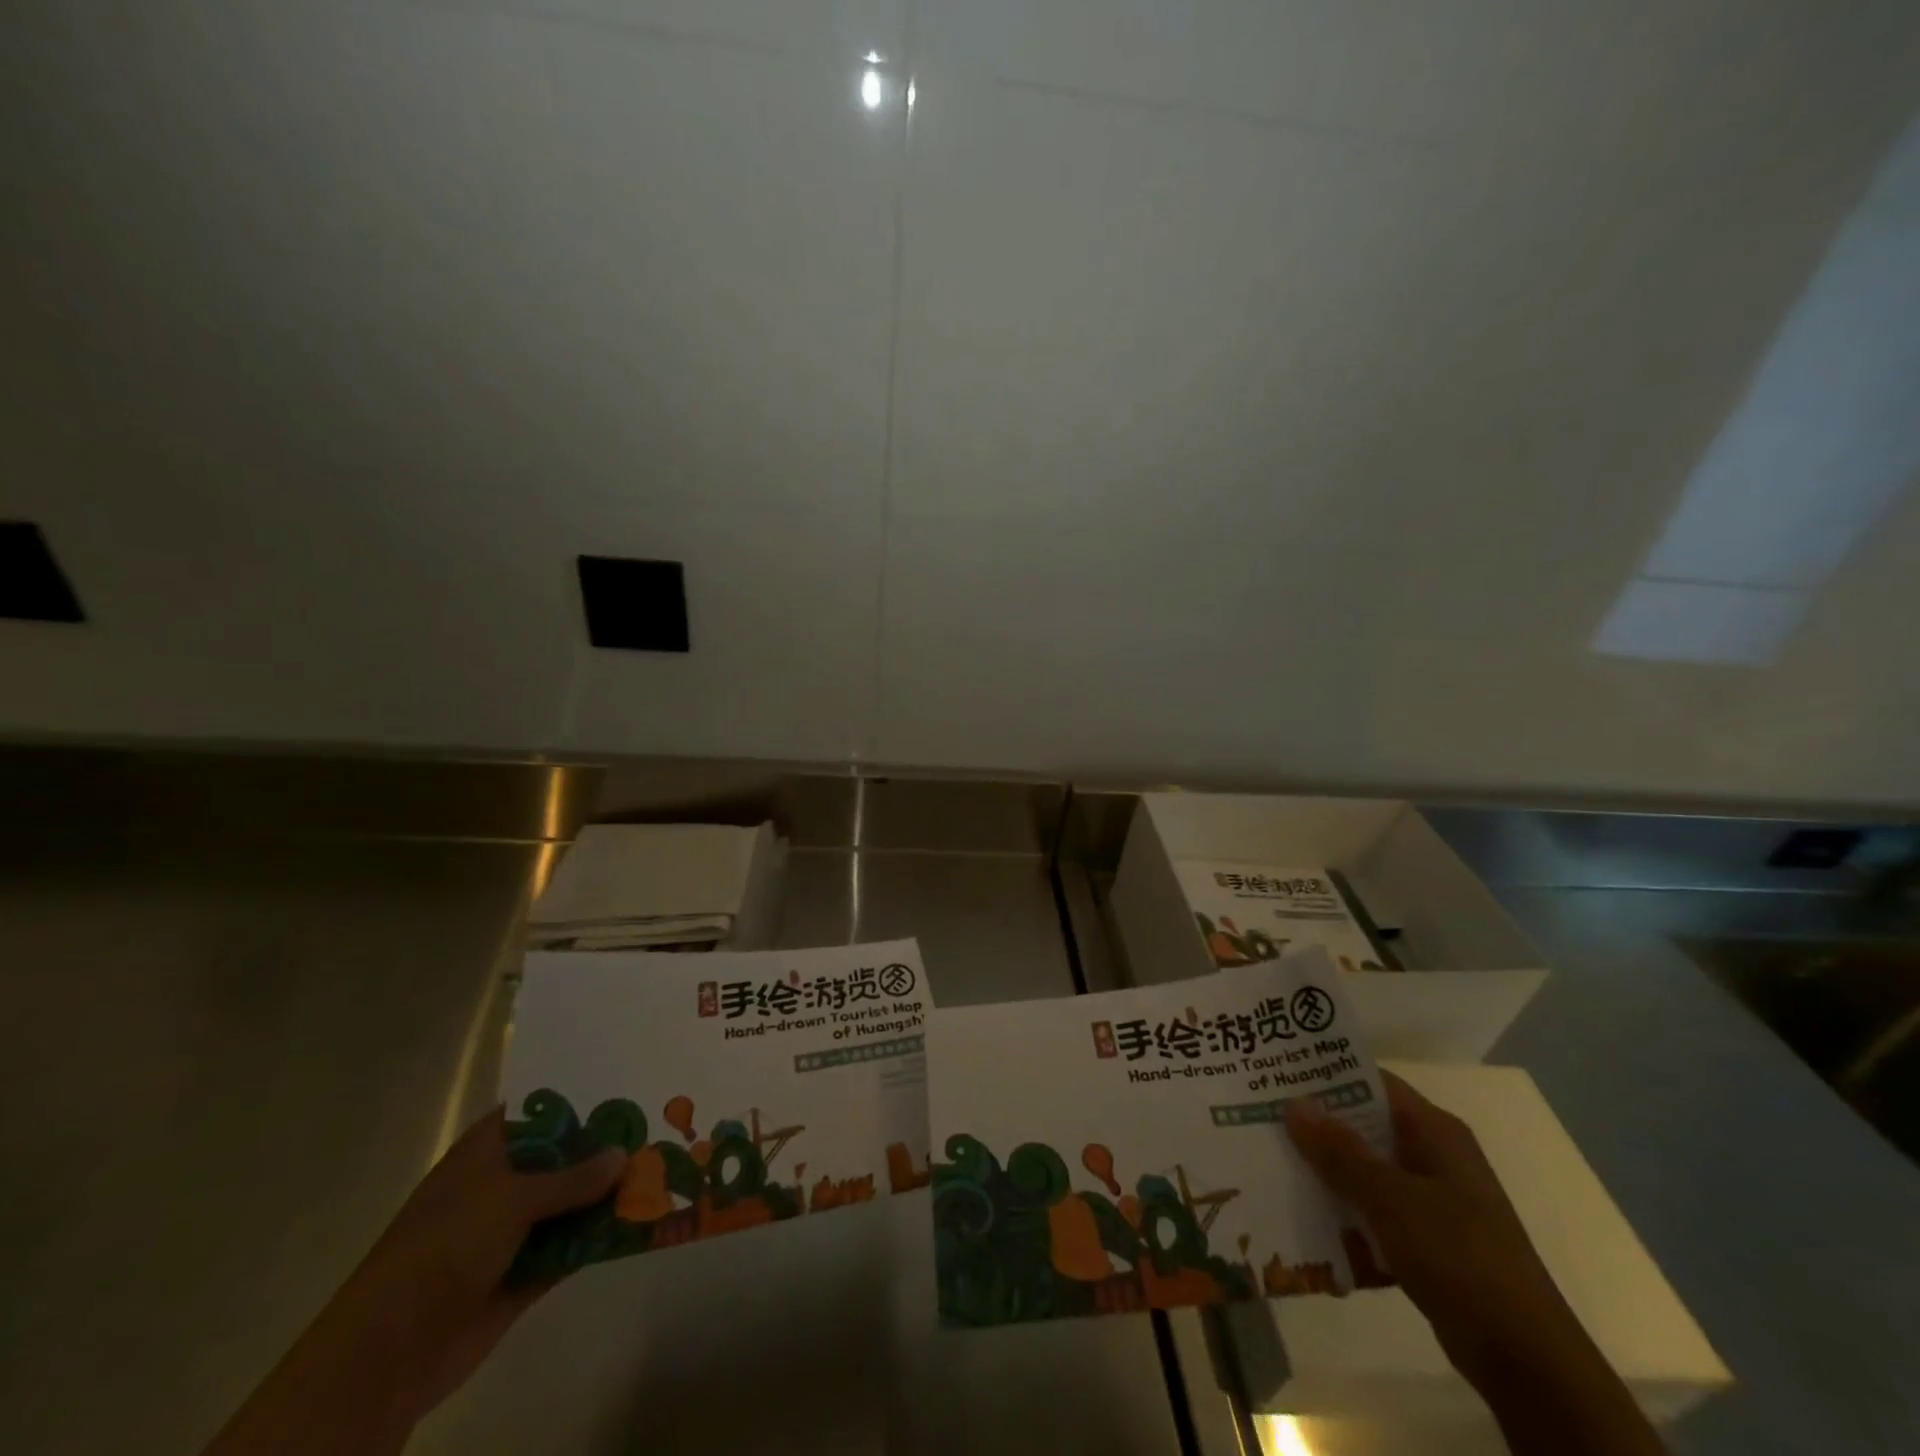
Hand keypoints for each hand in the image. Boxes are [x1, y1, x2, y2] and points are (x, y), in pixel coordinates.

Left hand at [202, 1108, 624, 1455]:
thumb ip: (571, 1178)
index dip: (578, 1096)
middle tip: (660, 1120)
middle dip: (605, 1146)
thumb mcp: (510, 1199)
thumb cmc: (445, 1248)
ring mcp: (514, 1230)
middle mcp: (502, 1185)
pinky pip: (574, 1244)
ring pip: (572, 1201)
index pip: (538, 1110)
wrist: (392, 1353)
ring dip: (610, 1192)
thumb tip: (622, 1154)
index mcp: (487, 1153)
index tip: (625, 1080)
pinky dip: (603, 1235)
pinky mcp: (527, 1271)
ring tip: (665, 1166)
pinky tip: (646, 1217)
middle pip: (563, 1156)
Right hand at [1285, 1072, 1665, 1455]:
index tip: (1276, 1070)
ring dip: (1325, 1167)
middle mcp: (1434, 1155)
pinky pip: (1373, 1208)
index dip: (1325, 1073)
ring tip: (1269, 1158)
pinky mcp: (1427, 1238)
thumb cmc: (1460, 1258)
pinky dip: (1343, 1207)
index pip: (1372, 1081)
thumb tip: (1292, 1102)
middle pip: (1363, 1123)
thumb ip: (1340, 1151)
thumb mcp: (1391, 1199)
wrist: (1527, 1360)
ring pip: (1365, 1168)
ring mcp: (1433, 1199)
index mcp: (1435, 1131)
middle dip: (1315, 1122)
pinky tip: (1303, 1212)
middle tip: (1259, 1112)